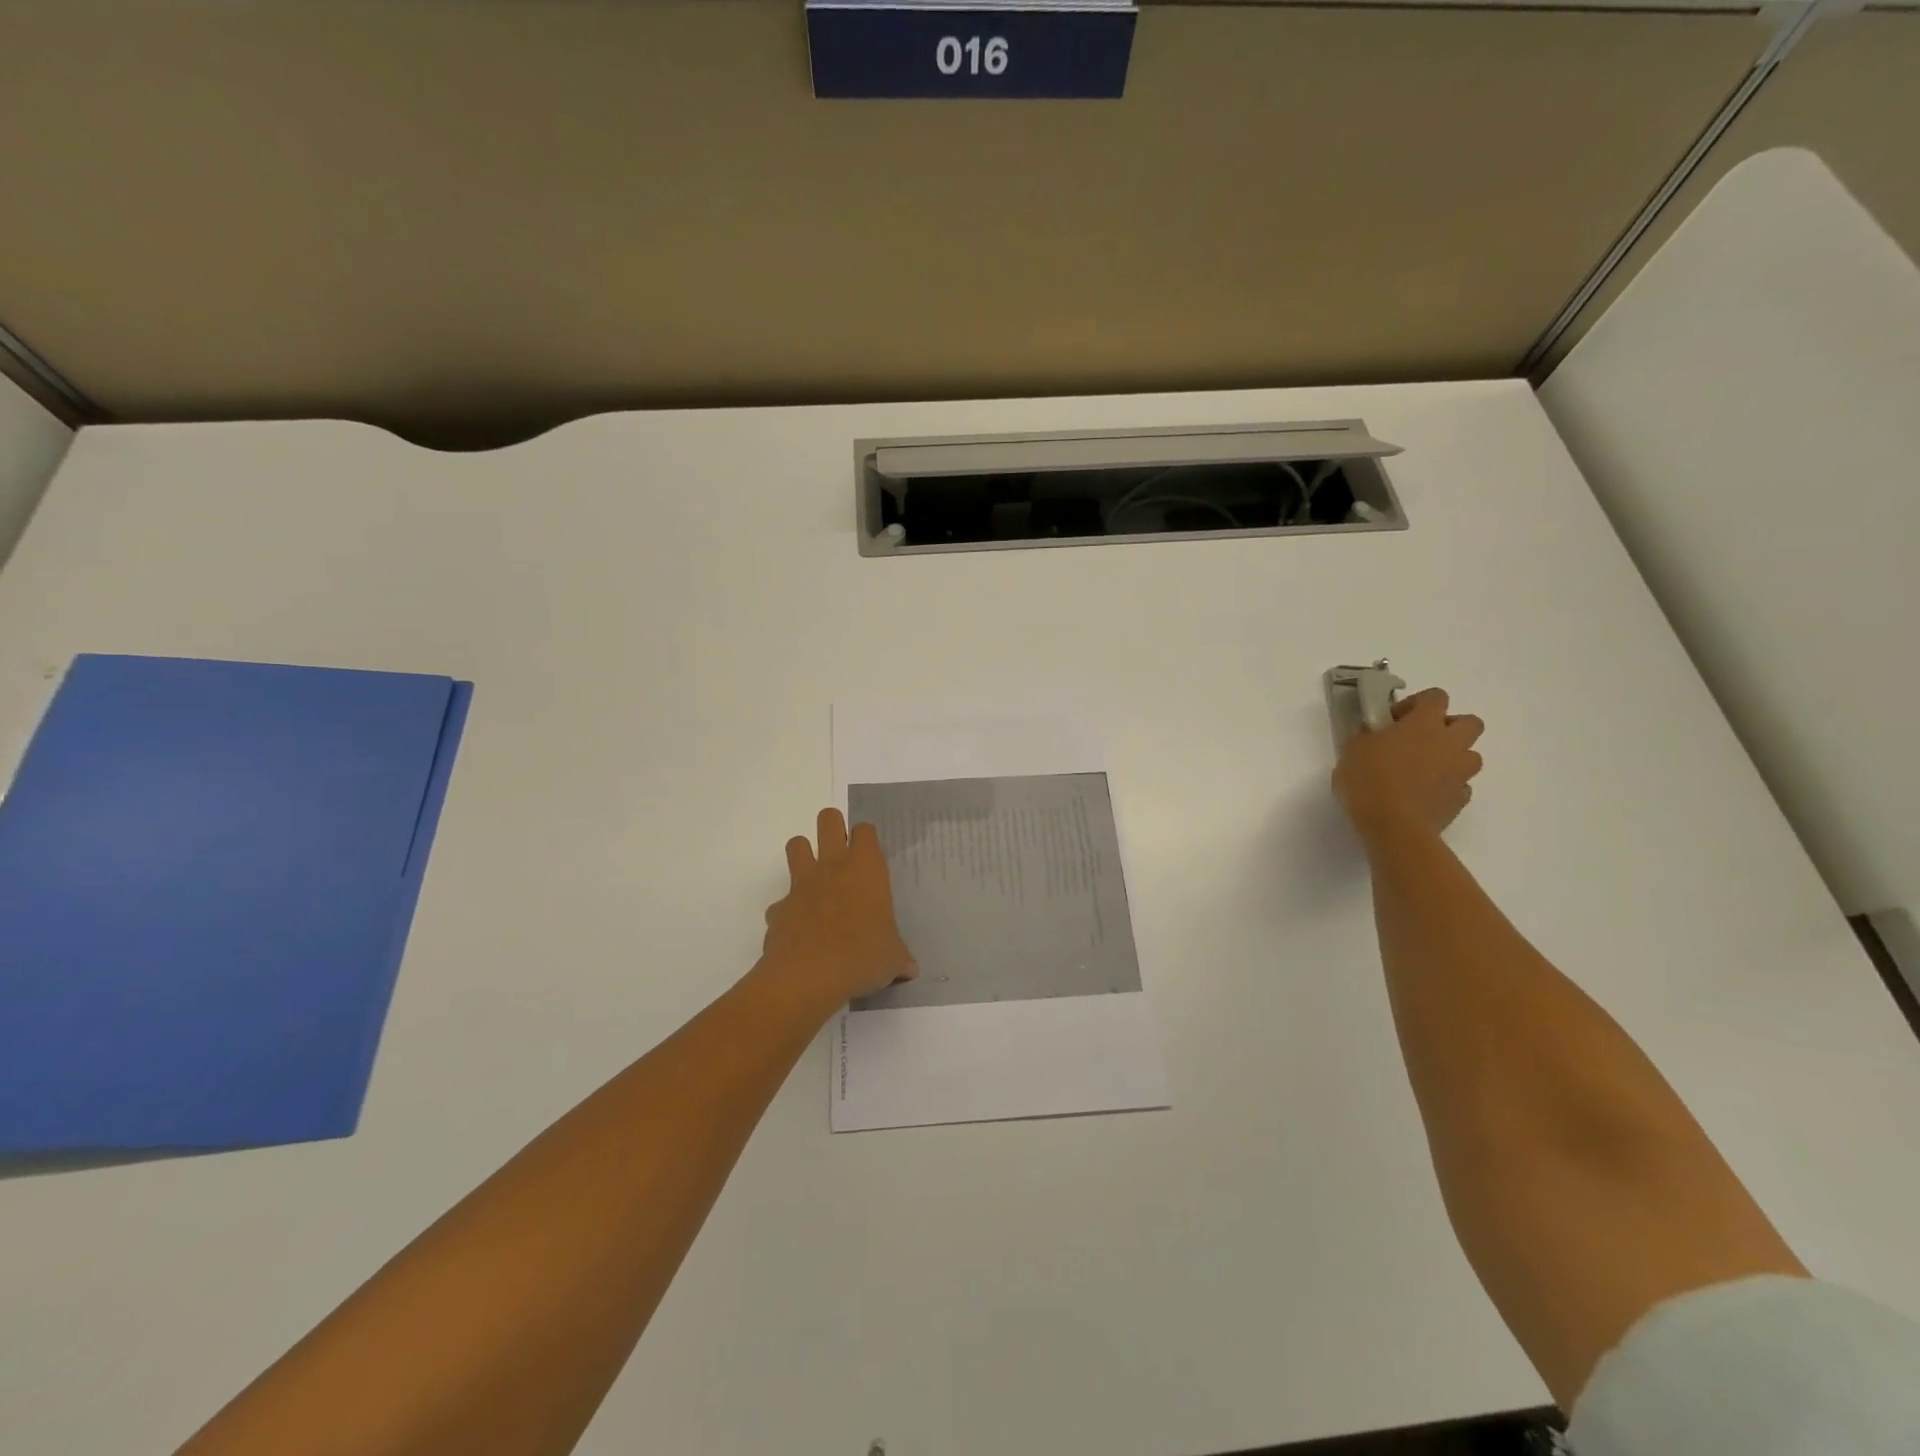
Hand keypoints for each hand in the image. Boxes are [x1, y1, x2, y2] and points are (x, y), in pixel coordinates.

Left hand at [762, 808, 916, 1003]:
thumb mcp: (892, 960)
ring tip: (816, 878)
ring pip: (796, 844)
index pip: (865, 831)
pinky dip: (788, 910)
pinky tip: (800, 930)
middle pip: (828, 819)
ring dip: (804, 854)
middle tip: (842, 852)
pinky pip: (781, 900)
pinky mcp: (778, 907)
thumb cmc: (861, 957)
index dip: (866, 839)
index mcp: (866, 869)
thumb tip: (910, 969)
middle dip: (833, 826)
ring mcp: (801, 884)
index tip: (870, 857)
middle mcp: (832, 866)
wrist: (808, 977)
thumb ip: (900, 958)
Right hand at [1332, 687, 1484, 838]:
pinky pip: (1460, 786)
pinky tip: (1424, 795)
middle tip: (1421, 740)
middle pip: (1470, 722)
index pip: (1436, 696)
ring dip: (1452, 758)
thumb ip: (1366, 736)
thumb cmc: (1369, 782)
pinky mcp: (1460, 800)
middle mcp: (1449, 743)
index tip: (1394, 720)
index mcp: (1423, 725)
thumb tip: (1374, 733)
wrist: (1394, 828)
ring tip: (1424, 770)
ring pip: (1471, 755)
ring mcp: (1459, 773)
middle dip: (1449, 727)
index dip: (1417, 703)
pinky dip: (1447, 786)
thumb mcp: (1352, 751)